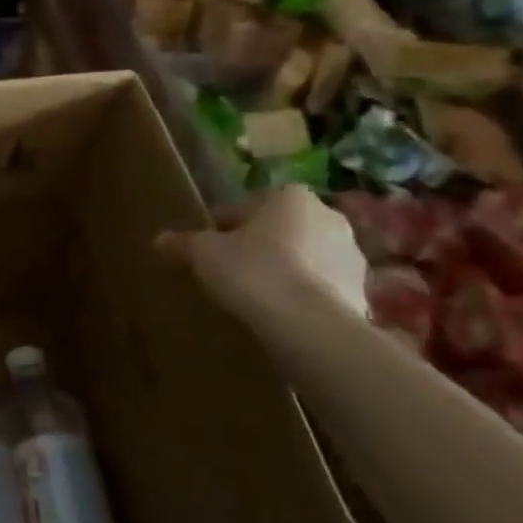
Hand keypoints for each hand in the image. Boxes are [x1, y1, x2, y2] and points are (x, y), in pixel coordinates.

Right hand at [156, 185, 368, 317]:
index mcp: (290, 197)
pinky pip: (320, 284)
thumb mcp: (203, 254)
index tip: (208, 245)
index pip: (248, 204)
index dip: (224, 224)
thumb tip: (159, 240)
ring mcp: (351, 254)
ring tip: (253, 294)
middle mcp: (328, 216)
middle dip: (258, 244)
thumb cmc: (253, 271)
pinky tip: (278, 311)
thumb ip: (183, 243)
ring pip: (304, 255)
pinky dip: (302, 292)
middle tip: (228, 267)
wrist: (310, 325)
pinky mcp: (362, 290)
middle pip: (280, 228)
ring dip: (283, 268)